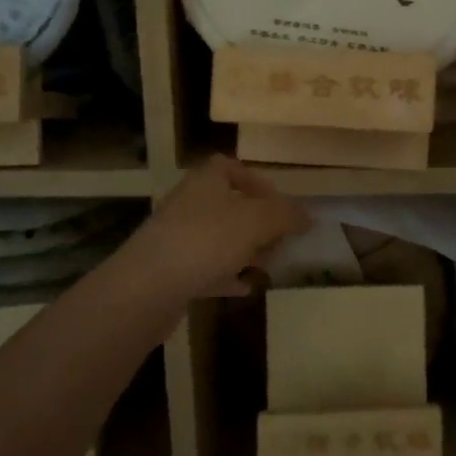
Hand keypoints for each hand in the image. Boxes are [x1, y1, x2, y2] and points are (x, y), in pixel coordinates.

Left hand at [128, 155, 309, 299]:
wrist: (147, 288)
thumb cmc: (206, 241)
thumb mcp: (256, 221)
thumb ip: (285, 215)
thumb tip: (308, 215)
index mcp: (205, 182)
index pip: (230, 167)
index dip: (257, 182)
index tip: (279, 204)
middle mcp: (188, 203)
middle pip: (228, 205)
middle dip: (257, 223)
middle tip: (279, 241)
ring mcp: (177, 238)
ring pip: (218, 238)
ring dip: (244, 250)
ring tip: (267, 266)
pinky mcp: (170, 270)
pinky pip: (205, 267)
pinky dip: (226, 275)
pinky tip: (244, 287)